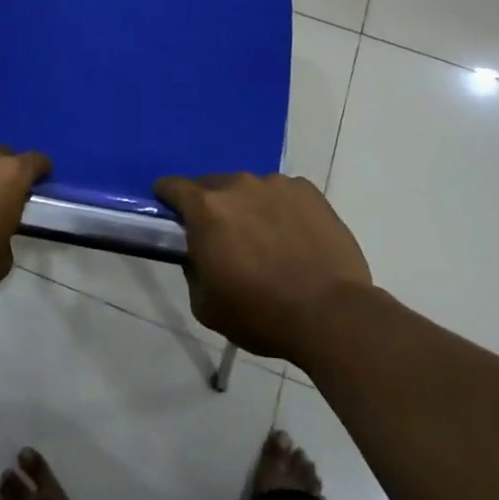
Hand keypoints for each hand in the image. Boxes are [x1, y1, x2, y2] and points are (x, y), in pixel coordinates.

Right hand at [155, 172, 371, 362]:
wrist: (331, 314)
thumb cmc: (261, 313)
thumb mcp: (205, 305)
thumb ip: (192, 269)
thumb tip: (199, 253)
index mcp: (206, 208)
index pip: (172, 186)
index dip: (167, 198)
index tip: (172, 215)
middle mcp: (238, 185)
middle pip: (212, 185)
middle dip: (211, 207)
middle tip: (224, 239)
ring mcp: (276, 184)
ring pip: (250, 189)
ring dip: (248, 207)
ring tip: (265, 241)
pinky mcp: (309, 191)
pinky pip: (283, 194)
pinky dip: (280, 209)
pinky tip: (294, 238)